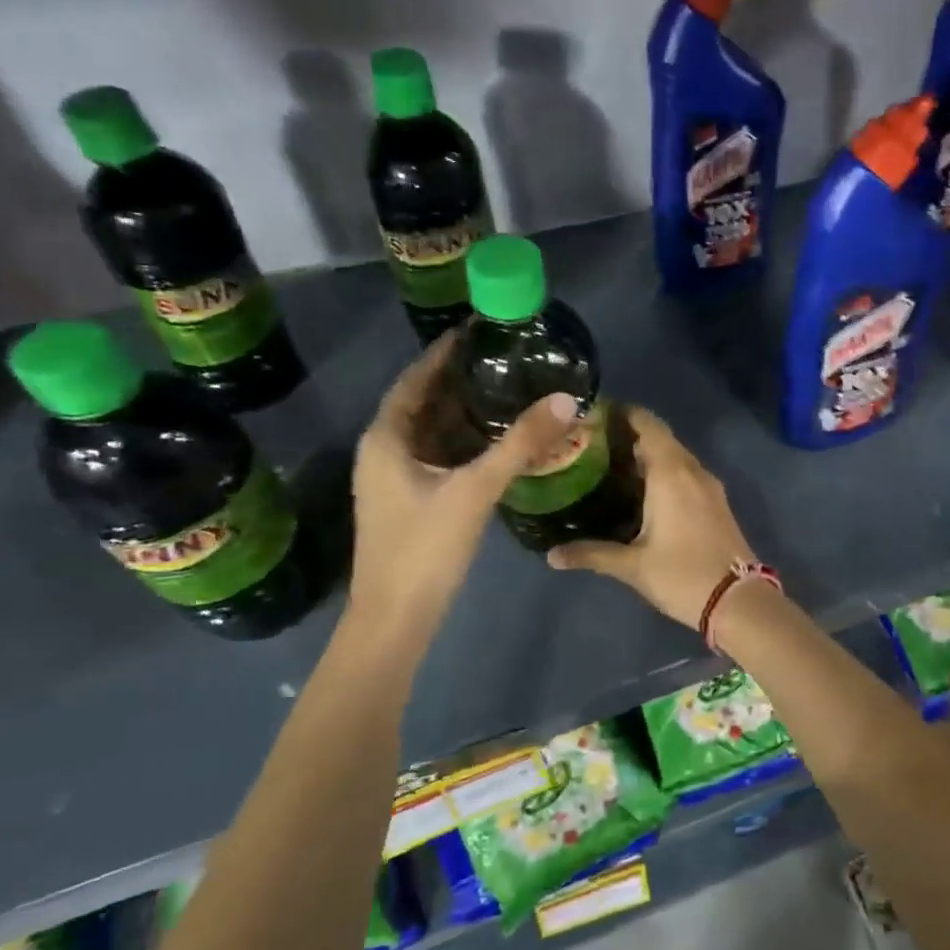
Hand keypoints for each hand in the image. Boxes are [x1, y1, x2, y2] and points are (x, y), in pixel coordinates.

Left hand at [349, 332, 577, 624]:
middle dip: (461, 381)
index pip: (415, 379)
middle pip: (424, 403)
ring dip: (466, 413)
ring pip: (433, 433)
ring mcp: (395, 479)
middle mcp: (384, 451)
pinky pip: (440, 457)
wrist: (396, 619)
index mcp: (386, 438)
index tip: (479, 330)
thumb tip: (566, 399)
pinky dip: (466, 443)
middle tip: (506, 360)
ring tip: (509, 392)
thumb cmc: (424, 548)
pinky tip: (499, 443)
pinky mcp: (411, 500)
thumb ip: (520, 444)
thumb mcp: (475, 490)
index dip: (444, 353)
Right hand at [547, 407, 754, 627]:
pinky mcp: (717, 502)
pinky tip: (643, 492)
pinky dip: (664, 472)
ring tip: (611, 467)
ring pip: (675, 456)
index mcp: (671, 473)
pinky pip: (687, 473)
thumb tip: (551, 556)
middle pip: (660, 437)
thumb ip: (592, 554)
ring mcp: (709, 485)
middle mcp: (692, 470)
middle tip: (592, 445)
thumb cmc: (683, 576)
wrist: (739, 601)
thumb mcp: (632, 567)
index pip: (647, 424)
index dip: (622, 413)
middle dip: (629, 435)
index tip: (593, 416)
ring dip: (648, 454)